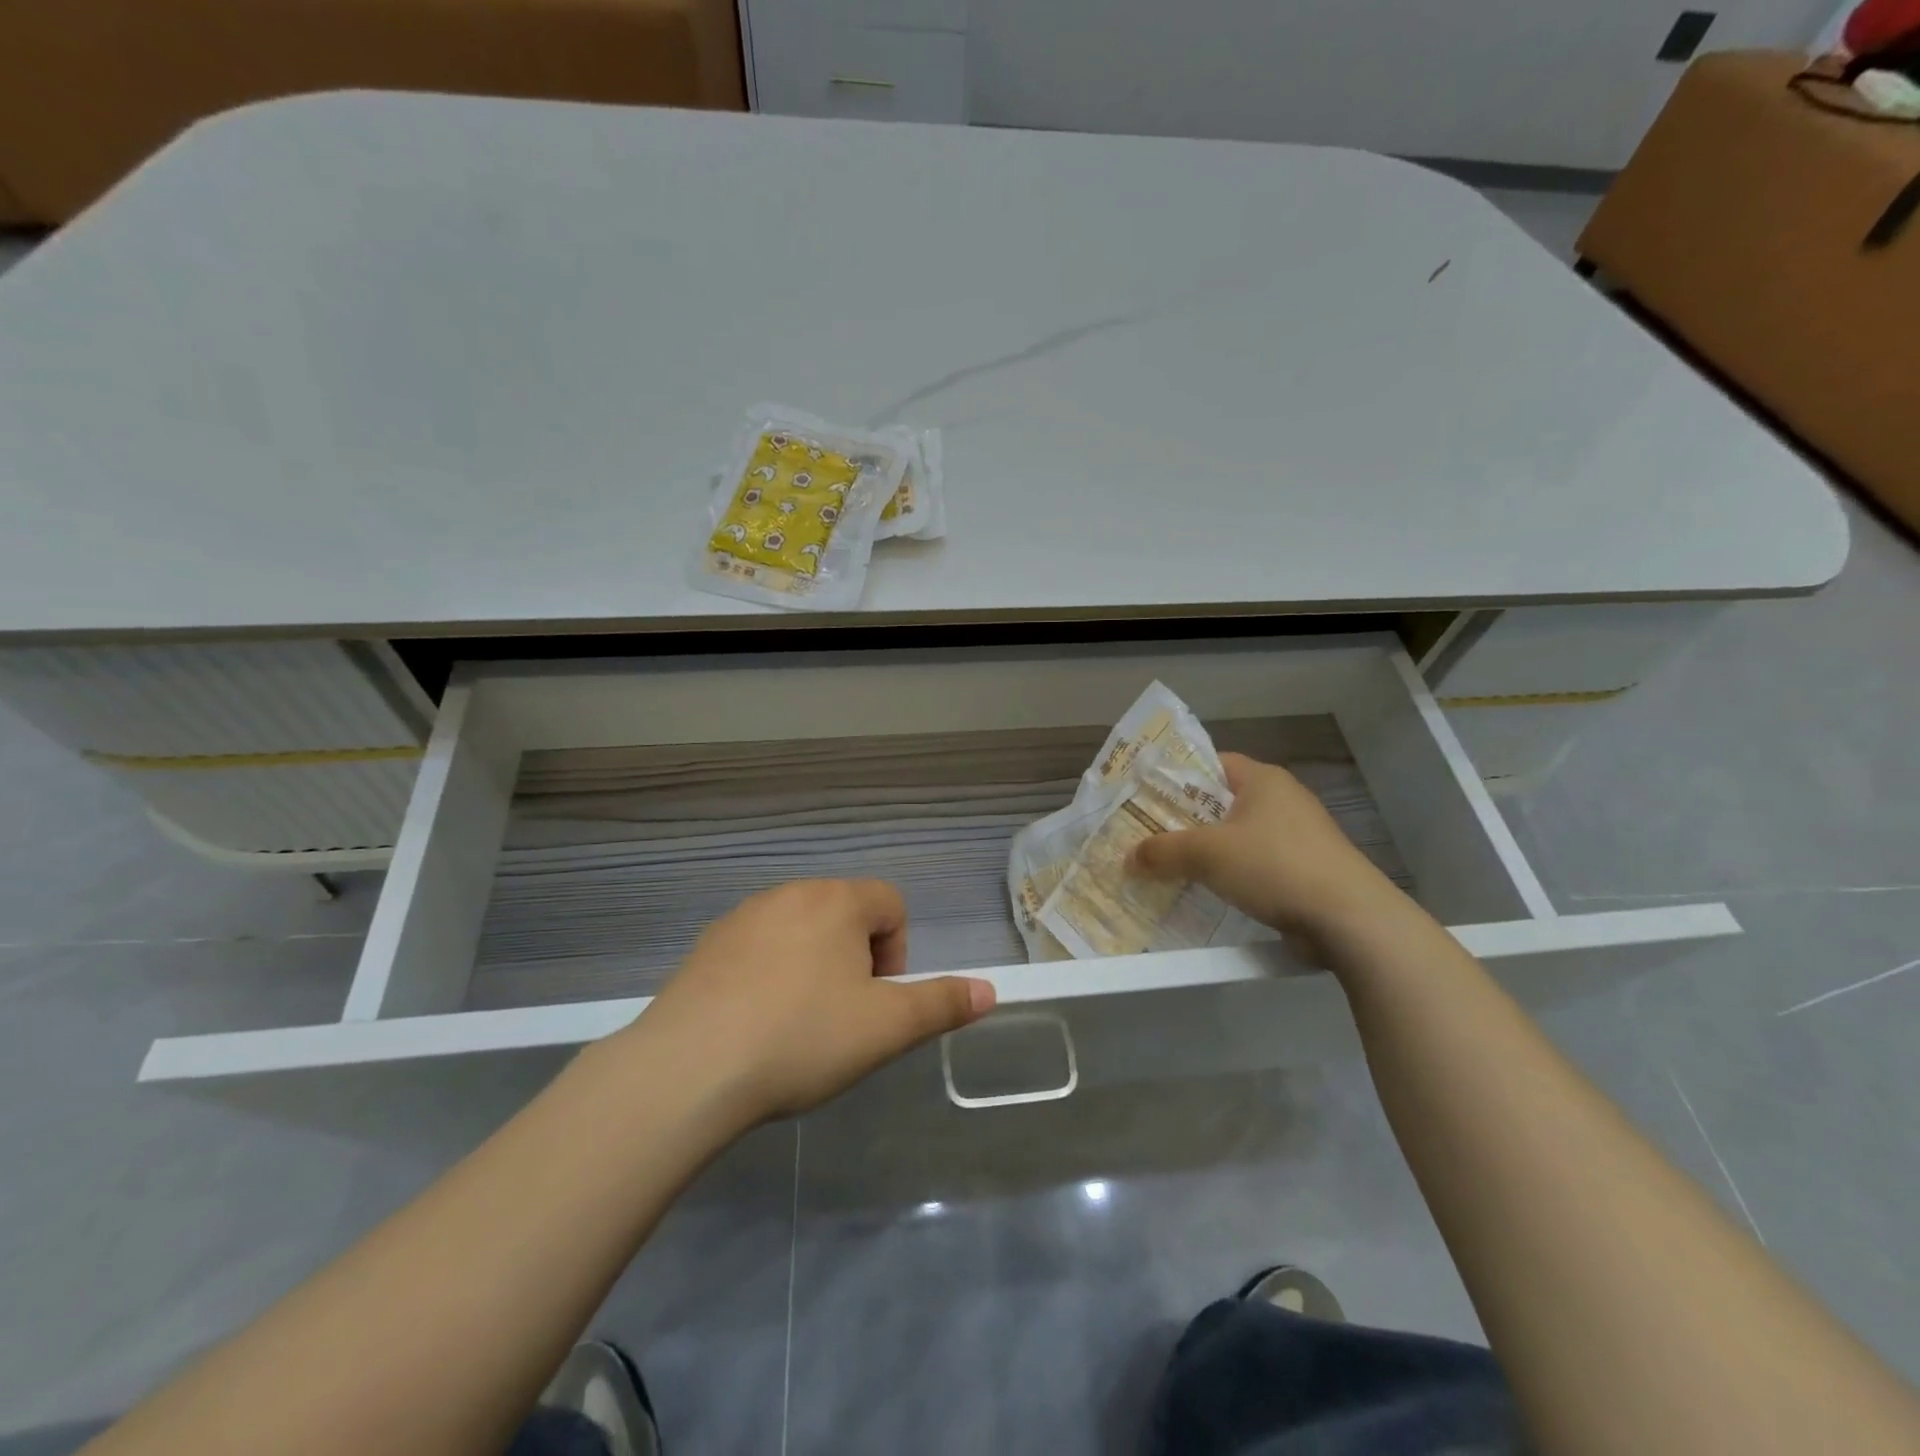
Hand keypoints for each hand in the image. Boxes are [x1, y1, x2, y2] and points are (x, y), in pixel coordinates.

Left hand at [629, 879, 995, 1125]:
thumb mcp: (886, 1028)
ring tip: (796, 1024)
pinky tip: (753, 1024)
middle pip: (845, 913)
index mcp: (837, 901)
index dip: (897, 953)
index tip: (876, 1002)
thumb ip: (942, 1004)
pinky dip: (768, 975)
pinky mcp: (706, 945)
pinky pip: (757, 948)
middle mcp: (790, 893)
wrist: (688, 1069)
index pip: (891, 904)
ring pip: (800, 930)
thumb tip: (990, 991)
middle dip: (856, 959)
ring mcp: (742, 916)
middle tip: (841, 1017)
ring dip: (812, 966)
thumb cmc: (802, 1038)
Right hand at [1128, 752, 1403, 936]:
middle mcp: (1282, 799)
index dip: (1176, 777)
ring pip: (1238, 835)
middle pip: (1221, 801)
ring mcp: (1298, 836)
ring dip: (1207, 850)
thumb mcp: (1207, 854)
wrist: (1349, 919)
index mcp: (1263, 779)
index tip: (1145, 796)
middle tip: (1148, 834)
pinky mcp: (1306, 869)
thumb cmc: (1274, 866)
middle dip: (1185, 819)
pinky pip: (1255, 863)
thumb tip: (1128, 858)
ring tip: (1170, 865)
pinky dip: (1231, 873)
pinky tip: (1208, 890)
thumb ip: (1163, 852)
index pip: (1211, 763)